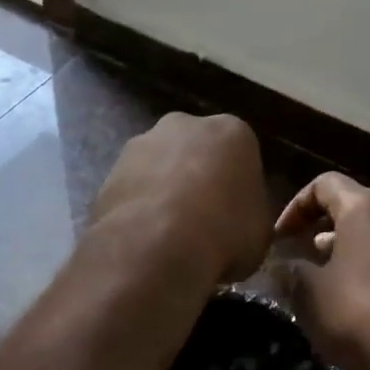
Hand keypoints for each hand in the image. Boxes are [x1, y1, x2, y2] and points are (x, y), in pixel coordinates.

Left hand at [90, 113, 271, 283]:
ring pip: (159, 167)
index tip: (235, 216)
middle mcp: (184, 125)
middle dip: (197, 177)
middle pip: (195, 150)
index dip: (238, 187)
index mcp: (231, 131)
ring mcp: (141, 144)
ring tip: (168, 235)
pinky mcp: (109, 171)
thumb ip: (250, 217)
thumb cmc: (224, 231)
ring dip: (164, 192)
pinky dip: (137, 209)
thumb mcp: (260, 232)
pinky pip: (132, 190)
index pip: (240, 154)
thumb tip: (238, 226)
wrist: (157, 244)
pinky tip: (143, 239)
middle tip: (202, 221)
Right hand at [272, 172, 369, 369]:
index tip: (281, 238)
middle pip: (354, 204)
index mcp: (367, 206)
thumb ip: (291, 272)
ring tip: (330, 279)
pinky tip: (363, 294)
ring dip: (350, 246)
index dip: (296, 206)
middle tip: (303, 258)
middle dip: (323, 227)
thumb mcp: (312, 297)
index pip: (324, 184)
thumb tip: (282, 265)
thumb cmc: (365, 319)